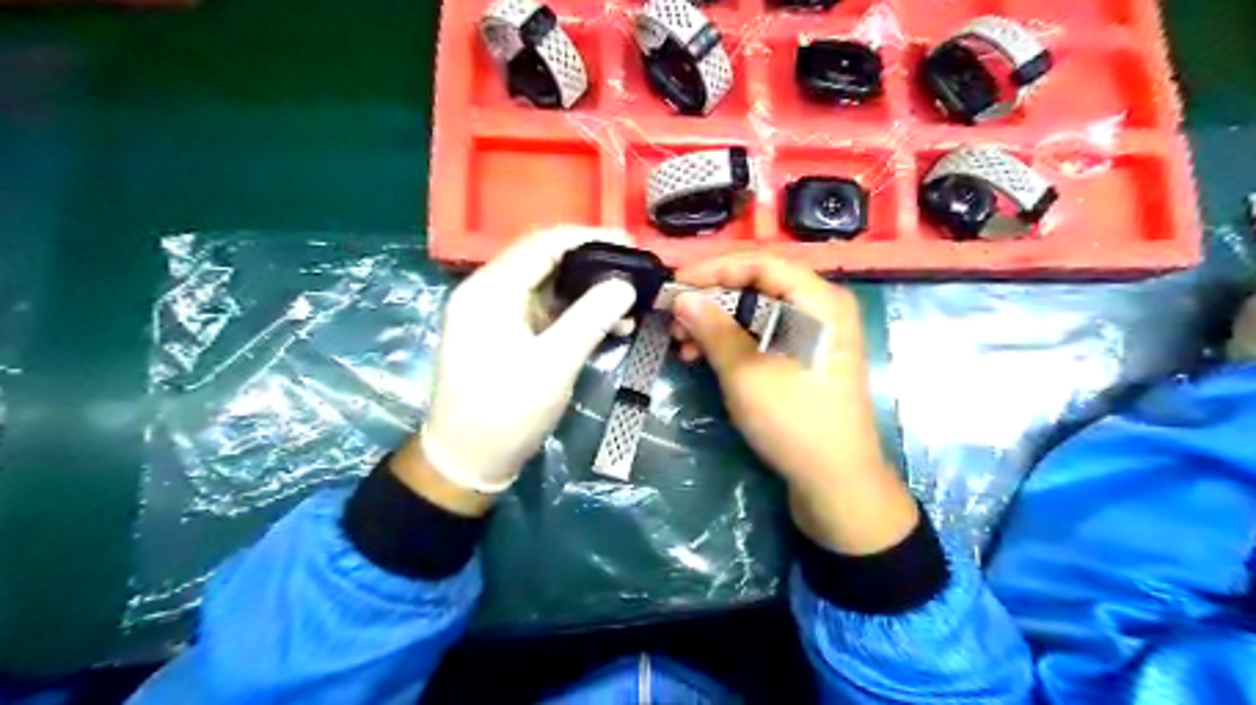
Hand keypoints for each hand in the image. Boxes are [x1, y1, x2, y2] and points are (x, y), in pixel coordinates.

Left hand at [416, 229, 639, 497]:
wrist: (465, 463)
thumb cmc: (505, 413)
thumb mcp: (553, 365)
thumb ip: (590, 319)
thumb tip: (625, 284)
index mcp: (490, 290)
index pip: (543, 243)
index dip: (589, 238)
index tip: (631, 243)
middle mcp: (488, 293)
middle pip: (545, 261)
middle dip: (593, 265)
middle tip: (636, 271)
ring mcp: (495, 316)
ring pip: (548, 288)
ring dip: (588, 294)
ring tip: (630, 304)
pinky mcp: (505, 336)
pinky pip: (545, 313)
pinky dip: (576, 316)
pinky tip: (609, 327)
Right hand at [672, 253, 920, 555]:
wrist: (836, 483)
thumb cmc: (794, 420)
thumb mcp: (746, 372)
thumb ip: (713, 329)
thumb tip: (682, 297)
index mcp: (819, 300)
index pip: (760, 263)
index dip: (713, 269)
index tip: (675, 284)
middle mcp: (820, 309)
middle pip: (758, 287)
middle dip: (711, 301)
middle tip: (674, 319)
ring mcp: (813, 336)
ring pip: (756, 314)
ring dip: (716, 325)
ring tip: (683, 345)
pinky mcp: (803, 360)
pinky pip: (763, 337)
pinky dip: (732, 344)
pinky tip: (704, 359)